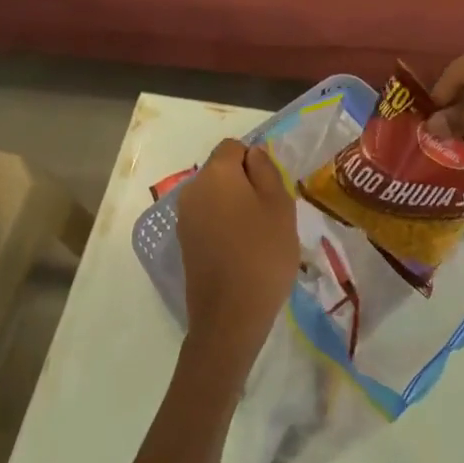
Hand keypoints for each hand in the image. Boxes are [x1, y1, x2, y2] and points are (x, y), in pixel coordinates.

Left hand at [175, 140, 298, 378]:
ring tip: (258, 235)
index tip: (271, 188)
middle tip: (270, 212)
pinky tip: (241, 251)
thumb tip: (253, 155)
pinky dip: (224, 225)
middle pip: (221, 171)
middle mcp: (193, 189)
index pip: (234, 147)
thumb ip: (266, 171)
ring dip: (235, 205)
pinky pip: (208, 219)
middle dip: (245, 183)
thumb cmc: (263, 254)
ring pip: (215, 196)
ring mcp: (184, 218)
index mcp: (216, 173)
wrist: (230, 316)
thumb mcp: (279, 206)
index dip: (255, 161)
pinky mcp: (184, 242)